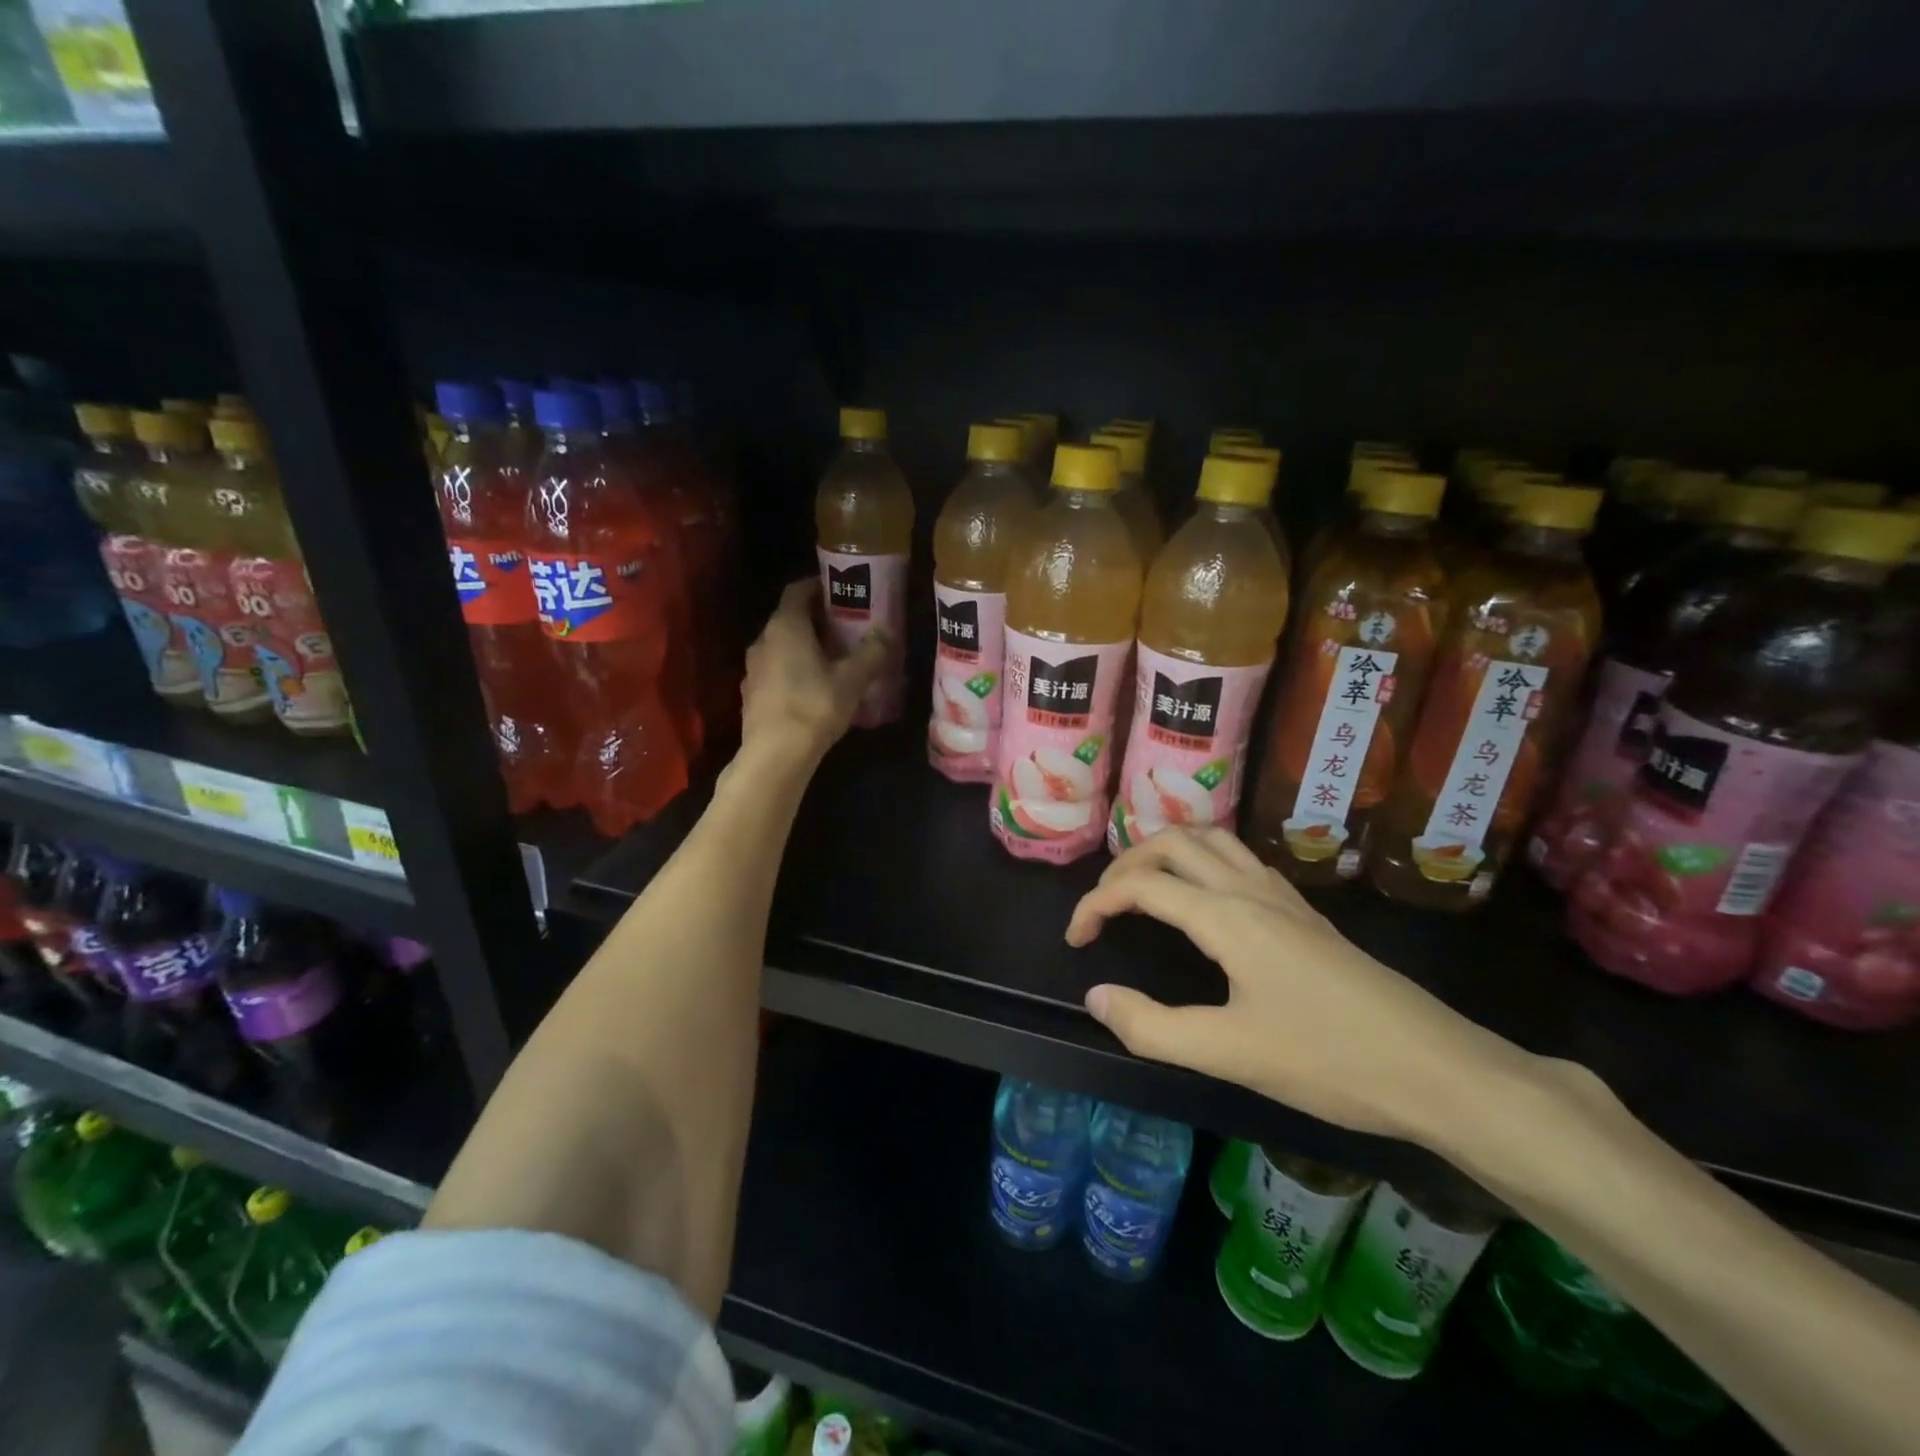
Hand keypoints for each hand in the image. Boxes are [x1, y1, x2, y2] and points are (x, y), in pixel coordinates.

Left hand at [739, 578, 888, 763]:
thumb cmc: (814, 706)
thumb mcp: (852, 679)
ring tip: (832, 658)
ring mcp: (753, 668)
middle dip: (816, 619)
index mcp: (786, 626)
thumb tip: (886, 630)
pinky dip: (793, 669)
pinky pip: (775, 670)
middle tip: (845, 626)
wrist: (775, 756)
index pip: (797, 590)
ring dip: (804, 646)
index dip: (818, 586)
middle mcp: (763, 640)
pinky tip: (813, 688)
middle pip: (790, 618)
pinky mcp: (751, 694)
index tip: (840, 591)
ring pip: (781, 646)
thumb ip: (871, 651)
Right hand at [1065, 827, 1524, 1143]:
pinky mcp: (1305, 913)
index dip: (1095, 905)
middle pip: (1173, 842)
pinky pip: (1239, 859)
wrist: (1438, 1067)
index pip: (1141, 885)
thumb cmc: (1329, 1060)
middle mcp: (1251, 889)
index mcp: (1226, 916)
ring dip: (1167, 851)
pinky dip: (1203, 860)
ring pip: (1212, 840)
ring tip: (1143, 887)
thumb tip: (1096, 996)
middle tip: (1104, 907)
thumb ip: (1152, 1027)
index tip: (1076, 940)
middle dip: (1126, 864)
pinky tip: (1205, 900)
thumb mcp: (1230, 1054)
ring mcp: (1283, 896)